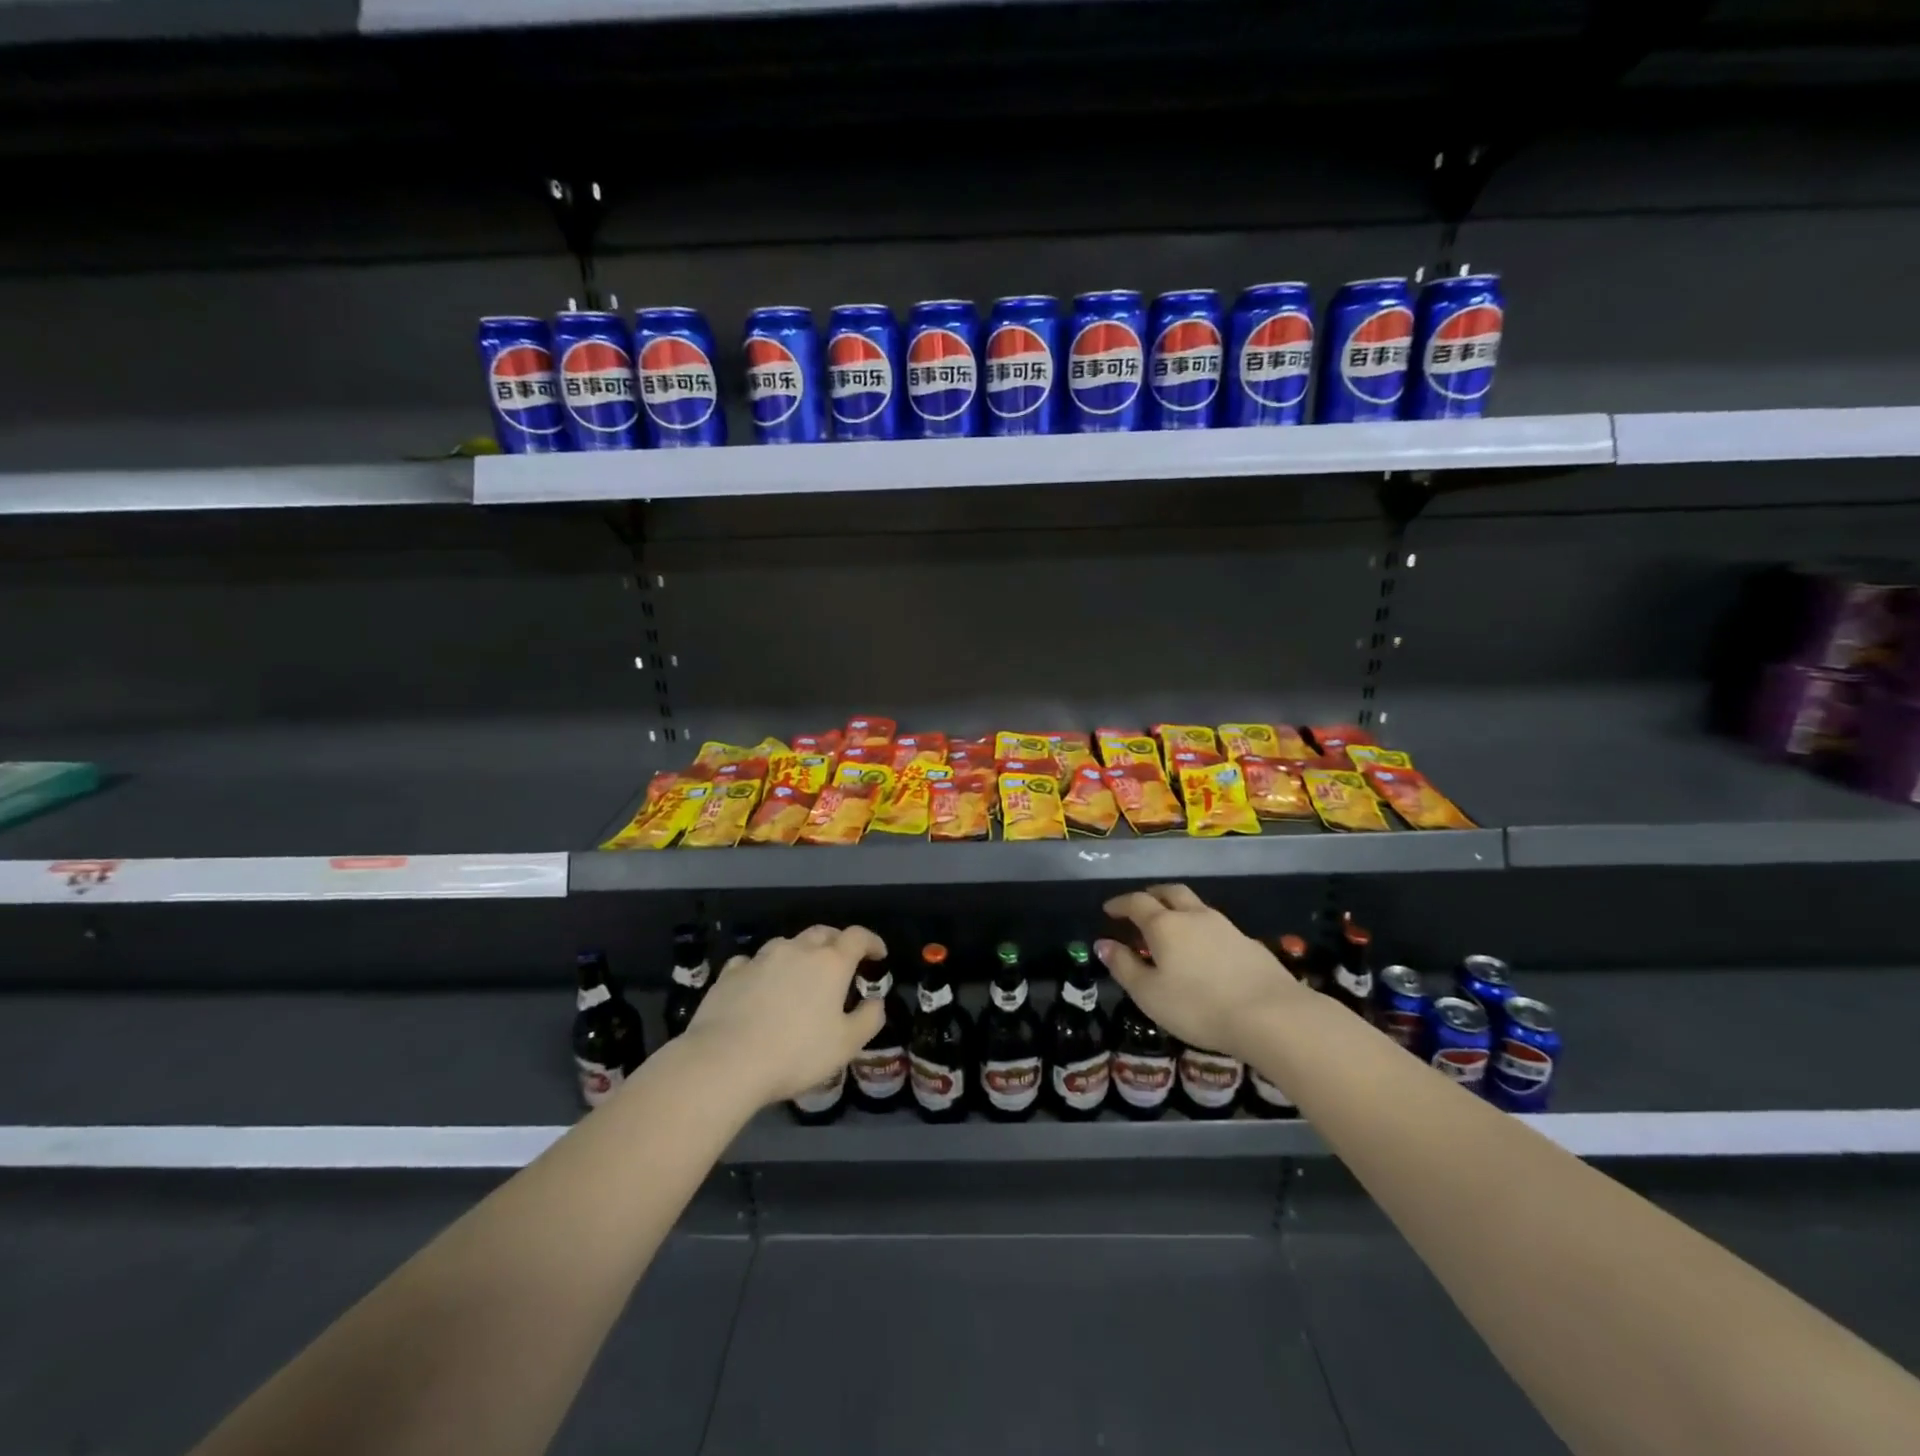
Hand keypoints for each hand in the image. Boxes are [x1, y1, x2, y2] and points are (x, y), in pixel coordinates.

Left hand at [680, 924, 888, 1106]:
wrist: (726, 1061)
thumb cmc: (796, 1053)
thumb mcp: (846, 1045)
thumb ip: (869, 1019)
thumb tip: (876, 1002)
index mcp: (830, 963)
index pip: (857, 937)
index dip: (872, 942)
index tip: (879, 954)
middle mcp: (797, 950)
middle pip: (822, 933)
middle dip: (837, 941)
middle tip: (842, 960)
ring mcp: (761, 959)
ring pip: (787, 944)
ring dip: (799, 953)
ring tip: (800, 974)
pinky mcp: (731, 973)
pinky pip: (752, 961)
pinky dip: (763, 969)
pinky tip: (759, 985)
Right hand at [1096, 884, 1307, 1058]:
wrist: (1271, 1015)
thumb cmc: (1198, 1006)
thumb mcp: (1149, 994)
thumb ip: (1124, 966)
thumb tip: (1103, 943)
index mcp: (1164, 925)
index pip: (1136, 902)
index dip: (1120, 904)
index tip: (1109, 909)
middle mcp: (1194, 915)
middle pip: (1170, 892)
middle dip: (1152, 894)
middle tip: (1140, 906)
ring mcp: (1225, 926)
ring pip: (1196, 905)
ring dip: (1179, 908)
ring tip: (1171, 926)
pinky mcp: (1249, 943)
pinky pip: (1216, 925)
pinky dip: (1202, 928)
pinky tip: (1204, 949)